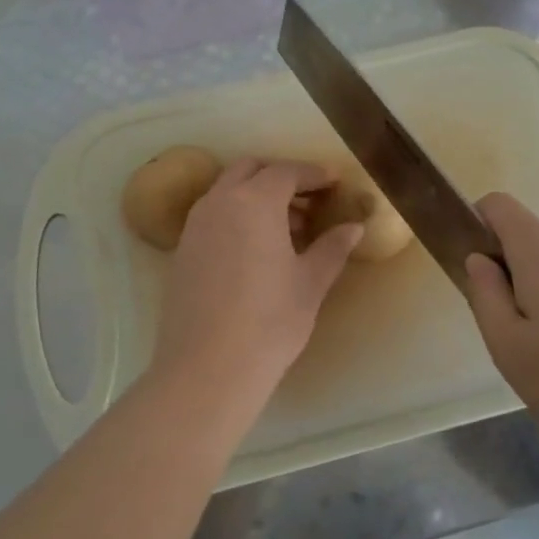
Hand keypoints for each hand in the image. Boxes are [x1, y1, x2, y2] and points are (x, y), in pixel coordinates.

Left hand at [150, 158, 362, 407]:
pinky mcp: (183, 249)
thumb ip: (332, 247)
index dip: (313, 173)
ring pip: (228, 191)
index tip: (334, 181)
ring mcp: (196, 224)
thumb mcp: (310, 283)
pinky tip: (256, 248)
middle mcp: (220, 202)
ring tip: (288, 227)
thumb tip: (354, 227)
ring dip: (256, 195)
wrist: (207, 368)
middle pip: (251, 170)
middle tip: (309, 199)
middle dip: (280, 176)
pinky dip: (237, 214)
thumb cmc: (269, 321)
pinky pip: (214, 214)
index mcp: (255, 201)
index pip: (286, 171)